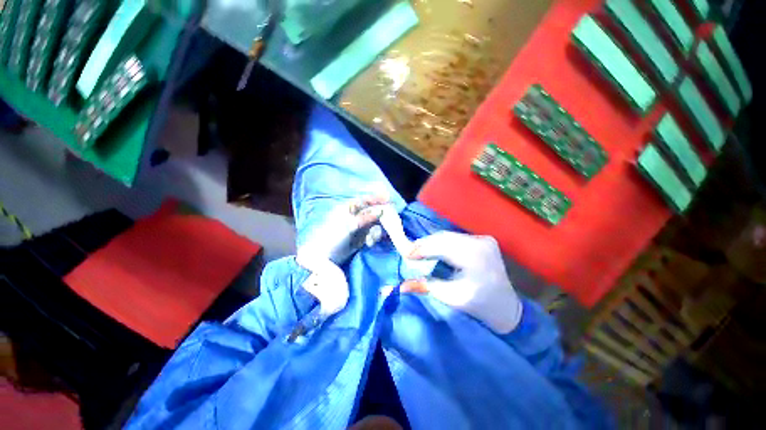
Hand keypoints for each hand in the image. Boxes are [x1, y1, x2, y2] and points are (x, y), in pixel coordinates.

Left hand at [297, 194, 388, 314]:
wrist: (322, 257)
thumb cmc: (332, 237)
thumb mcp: (349, 225)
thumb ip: (365, 217)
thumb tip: (380, 211)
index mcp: (347, 208)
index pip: (364, 200)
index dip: (376, 198)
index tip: (388, 198)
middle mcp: (353, 216)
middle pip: (371, 212)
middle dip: (379, 217)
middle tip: (388, 222)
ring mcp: (357, 227)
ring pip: (372, 224)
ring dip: (375, 231)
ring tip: (371, 240)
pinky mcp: (359, 238)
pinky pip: (371, 234)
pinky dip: (372, 237)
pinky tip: (369, 243)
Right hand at [402, 232, 521, 333]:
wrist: (506, 307)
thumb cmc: (478, 305)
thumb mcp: (450, 297)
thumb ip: (425, 287)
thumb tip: (400, 286)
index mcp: (475, 257)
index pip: (442, 246)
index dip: (422, 248)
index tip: (406, 254)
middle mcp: (481, 242)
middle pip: (445, 238)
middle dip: (425, 244)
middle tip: (411, 253)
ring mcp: (484, 239)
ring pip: (450, 236)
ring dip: (433, 242)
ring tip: (420, 251)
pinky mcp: (484, 239)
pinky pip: (456, 237)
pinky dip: (443, 242)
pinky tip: (435, 249)